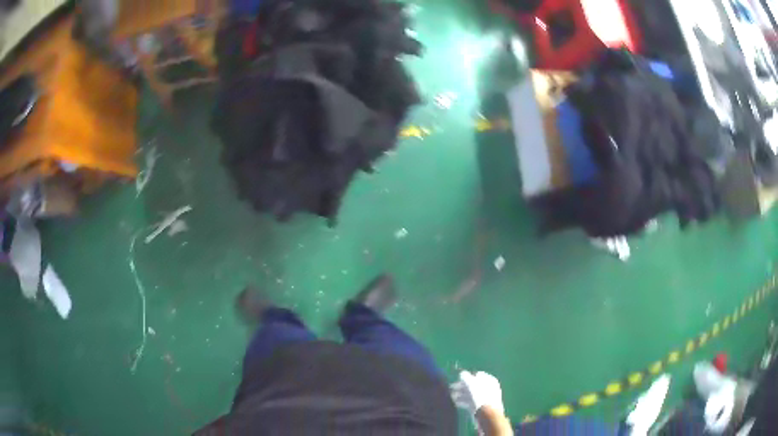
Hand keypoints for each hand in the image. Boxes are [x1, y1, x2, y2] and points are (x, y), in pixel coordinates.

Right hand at [450, 370, 504, 415]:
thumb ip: (465, 376)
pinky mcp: (480, 407)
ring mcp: (484, 398)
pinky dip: (463, 401)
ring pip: (471, 394)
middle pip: (473, 385)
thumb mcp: (470, 383)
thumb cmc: (479, 396)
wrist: (486, 413)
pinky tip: (456, 403)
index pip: (476, 375)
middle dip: (461, 386)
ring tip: (451, 397)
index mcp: (489, 379)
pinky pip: (470, 402)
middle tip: (451, 388)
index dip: (467, 377)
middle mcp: (488, 388)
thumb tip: (462, 373)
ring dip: (460, 394)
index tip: (457, 379)